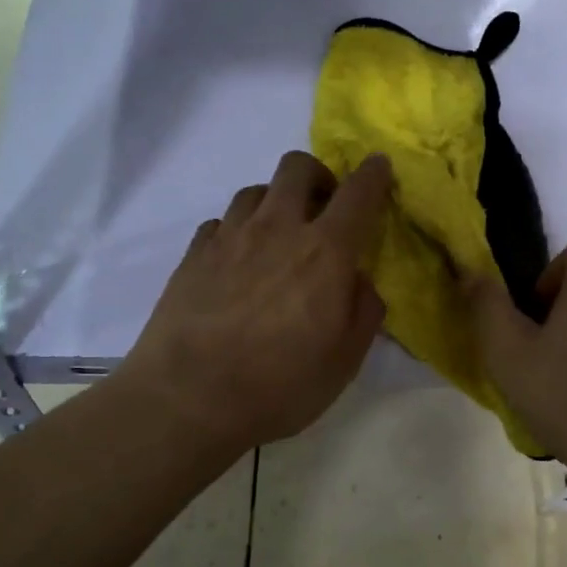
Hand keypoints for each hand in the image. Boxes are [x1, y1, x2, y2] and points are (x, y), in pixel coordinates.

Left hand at [119, 151, 392, 454]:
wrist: (188, 399)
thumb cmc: (279, 385)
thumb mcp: (344, 361)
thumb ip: (363, 310)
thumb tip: (357, 279)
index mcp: (324, 252)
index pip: (358, 194)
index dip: (374, 174)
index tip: (379, 167)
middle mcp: (277, 229)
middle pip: (298, 168)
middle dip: (319, 176)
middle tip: (324, 208)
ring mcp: (229, 237)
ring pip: (256, 190)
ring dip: (275, 202)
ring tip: (277, 235)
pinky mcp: (194, 253)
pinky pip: (221, 221)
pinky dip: (237, 230)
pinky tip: (237, 260)